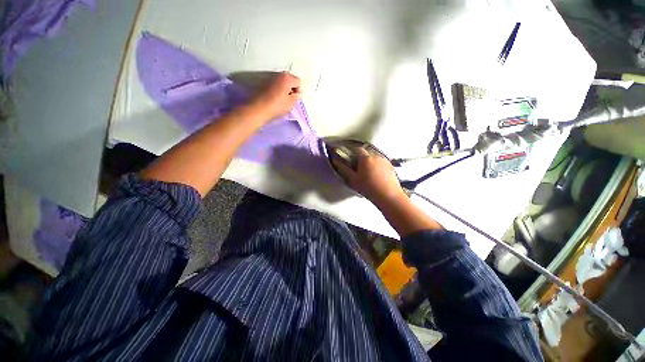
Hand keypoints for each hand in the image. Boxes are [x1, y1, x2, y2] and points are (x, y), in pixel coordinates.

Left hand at [248, 72, 300, 121]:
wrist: (258, 109)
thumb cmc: (277, 106)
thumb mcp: (291, 103)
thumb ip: (296, 97)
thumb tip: (297, 94)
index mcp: (287, 78)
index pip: (298, 81)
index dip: (298, 91)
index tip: (295, 99)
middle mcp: (279, 74)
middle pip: (290, 79)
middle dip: (292, 87)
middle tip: (290, 98)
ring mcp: (270, 77)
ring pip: (282, 81)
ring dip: (284, 88)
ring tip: (282, 99)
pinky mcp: (264, 82)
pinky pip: (275, 84)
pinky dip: (277, 89)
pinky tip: (276, 98)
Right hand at [332, 147, 406, 205]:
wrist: (388, 196)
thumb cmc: (369, 188)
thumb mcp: (353, 179)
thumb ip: (344, 169)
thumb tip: (336, 161)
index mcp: (365, 158)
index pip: (357, 149)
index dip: (351, 151)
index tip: (348, 157)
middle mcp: (376, 156)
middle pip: (366, 153)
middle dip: (360, 158)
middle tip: (357, 168)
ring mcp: (384, 160)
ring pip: (374, 157)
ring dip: (369, 162)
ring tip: (367, 173)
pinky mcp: (390, 166)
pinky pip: (381, 162)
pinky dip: (377, 165)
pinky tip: (376, 175)